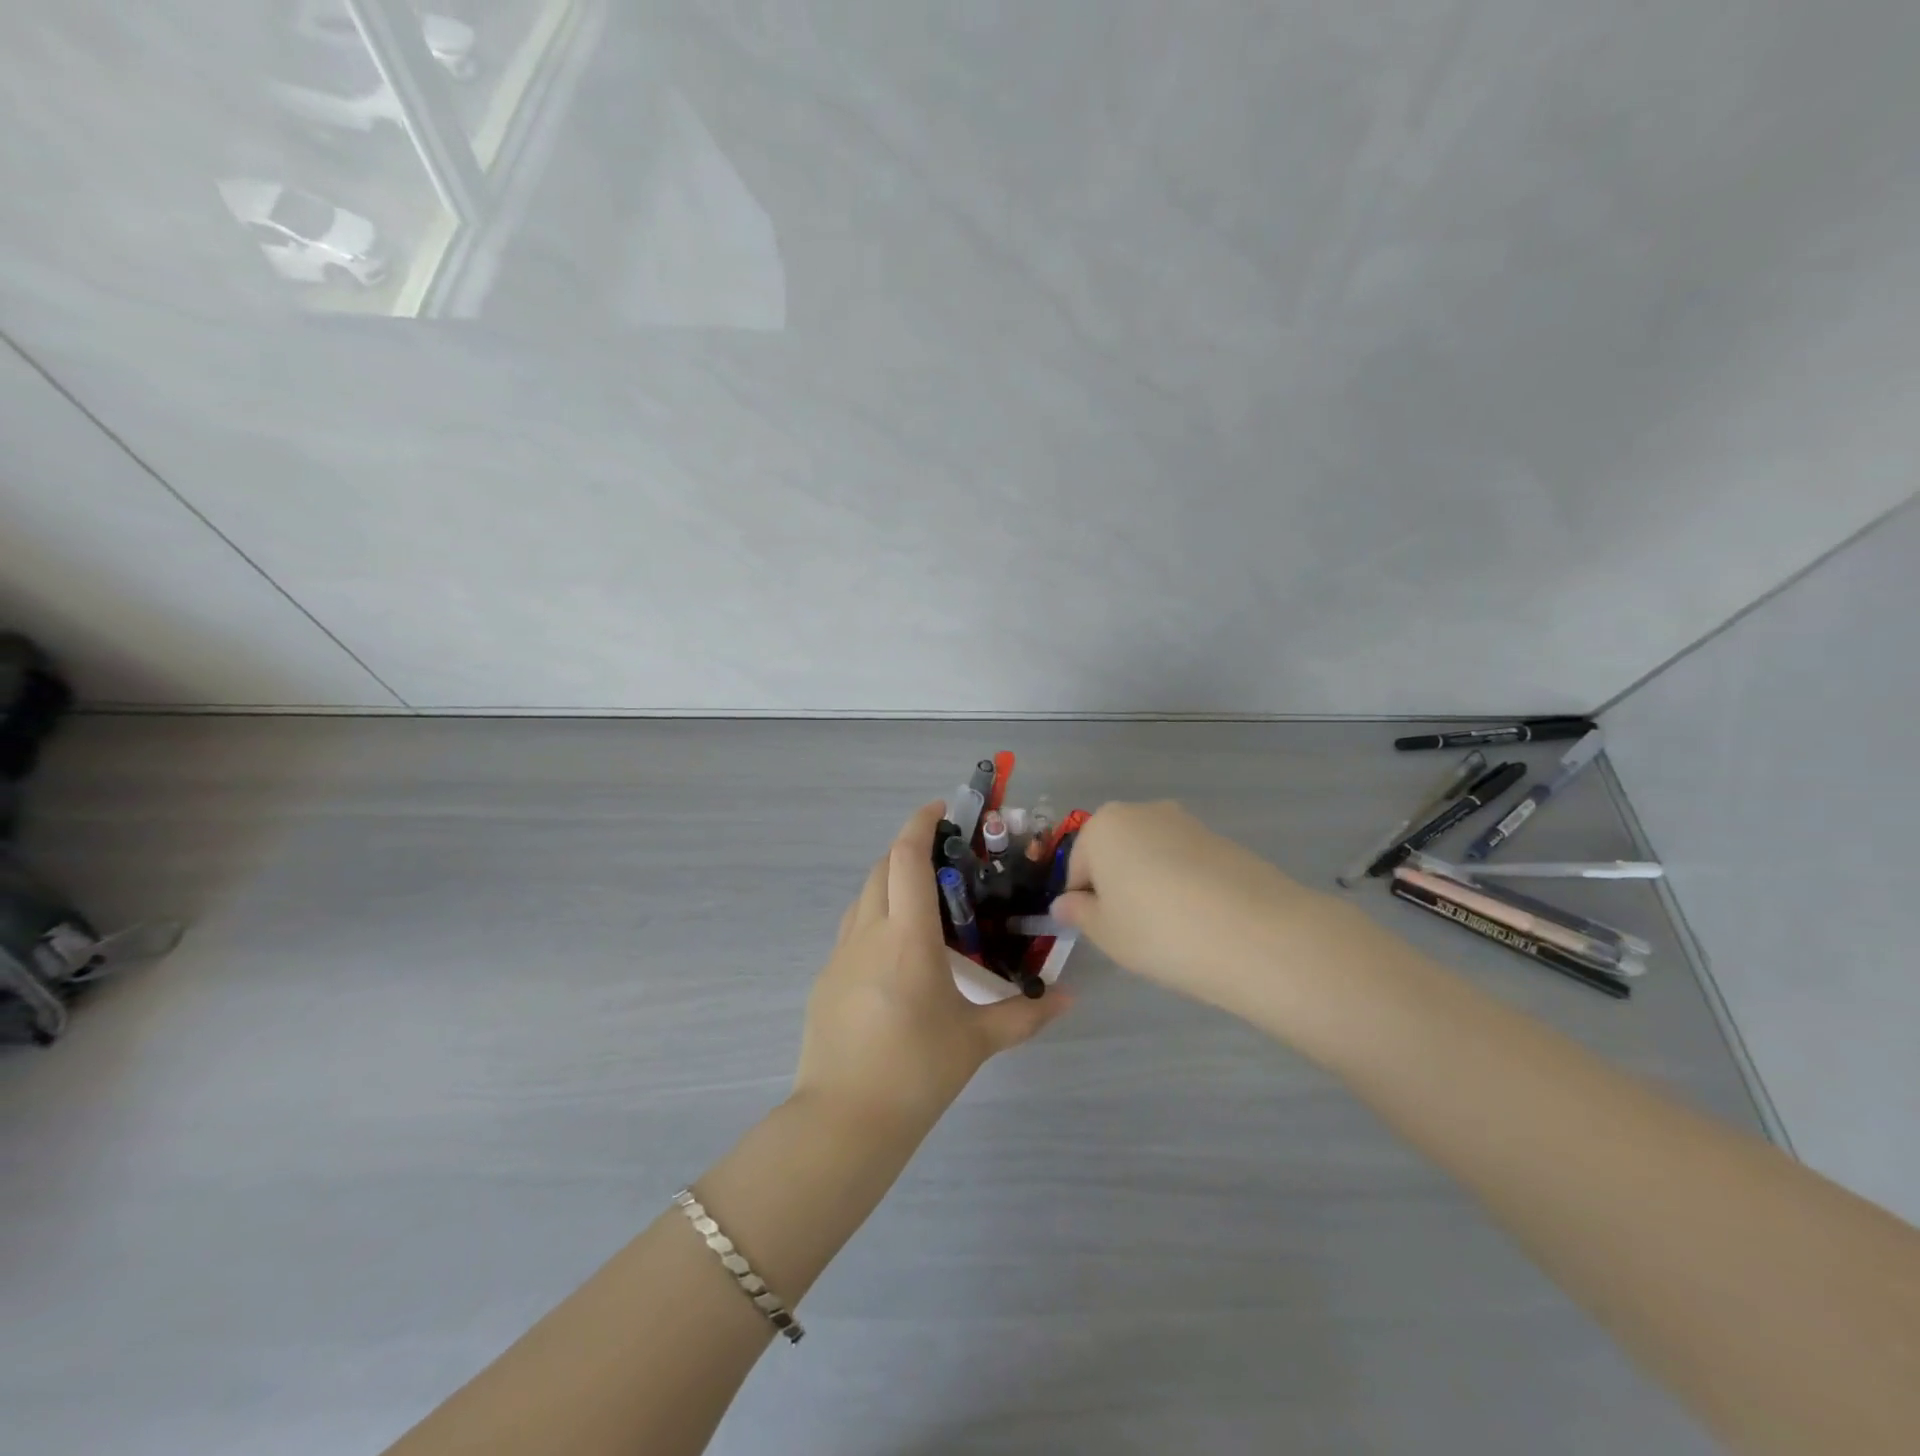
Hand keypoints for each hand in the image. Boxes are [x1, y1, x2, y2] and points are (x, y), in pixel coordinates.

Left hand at [793, 803, 1067, 1128]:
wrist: (843, 1121)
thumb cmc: (916, 1072)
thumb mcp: (976, 1041)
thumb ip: (1025, 1014)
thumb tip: (1069, 998)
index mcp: (907, 937)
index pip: (907, 858)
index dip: (921, 824)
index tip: (942, 808)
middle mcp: (868, 932)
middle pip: (882, 867)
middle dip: (909, 849)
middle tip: (945, 859)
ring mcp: (840, 954)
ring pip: (863, 895)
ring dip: (890, 881)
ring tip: (924, 901)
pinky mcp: (826, 978)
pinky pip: (852, 928)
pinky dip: (875, 916)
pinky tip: (896, 951)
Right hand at [1050, 800, 1324, 1011]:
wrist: (1253, 933)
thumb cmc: (1158, 930)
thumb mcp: (1105, 932)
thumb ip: (1079, 913)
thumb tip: (1065, 904)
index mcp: (1103, 826)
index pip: (1078, 866)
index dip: (1083, 901)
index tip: (1100, 931)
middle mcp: (1143, 812)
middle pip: (1115, 852)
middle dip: (1117, 886)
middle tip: (1132, 930)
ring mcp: (1187, 823)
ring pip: (1152, 856)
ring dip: (1151, 884)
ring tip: (1171, 929)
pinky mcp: (1223, 840)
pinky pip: (1187, 864)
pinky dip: (1185, 886)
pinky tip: (1200, 920)